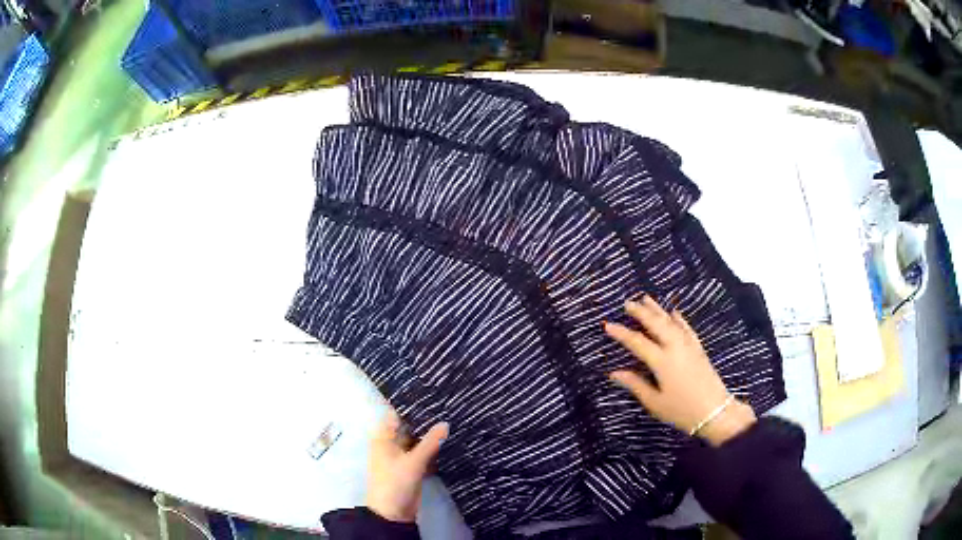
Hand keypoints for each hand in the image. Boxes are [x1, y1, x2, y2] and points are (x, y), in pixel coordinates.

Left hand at [366, 411, 449, 522]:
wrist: (392, 513)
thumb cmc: (395, 483)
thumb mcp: (414, 462)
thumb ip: (430, 442)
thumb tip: (445, 422)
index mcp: (383, 438)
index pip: (396, 414)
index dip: (410, 405)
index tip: (430, 394)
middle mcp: (390, 444)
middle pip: (407, 427)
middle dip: (423, 420)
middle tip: (446, 405)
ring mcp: (400, 457)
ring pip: (416, 441)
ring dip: (429, 435)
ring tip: (450, 420)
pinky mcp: (409, 468)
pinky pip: (421, 453)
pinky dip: (431, 449)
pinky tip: (447, 442)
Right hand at [604, 295, 755, 446]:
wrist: (715, 411)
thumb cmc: (681, 411)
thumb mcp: (655, 402)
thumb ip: (635, 384)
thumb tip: (615, 373)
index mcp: (662, 361)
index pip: (637, 342)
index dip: (621, 333)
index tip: (608, 324)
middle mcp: (675, 348)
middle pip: (656, 324)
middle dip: (641, 312)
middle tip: (627, 303)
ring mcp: (688, 346)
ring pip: (671, 322)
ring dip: (658, 309)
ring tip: (646, 298)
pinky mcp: (698, 349)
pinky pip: (686, 328)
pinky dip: (679, 318)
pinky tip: (674, 312)